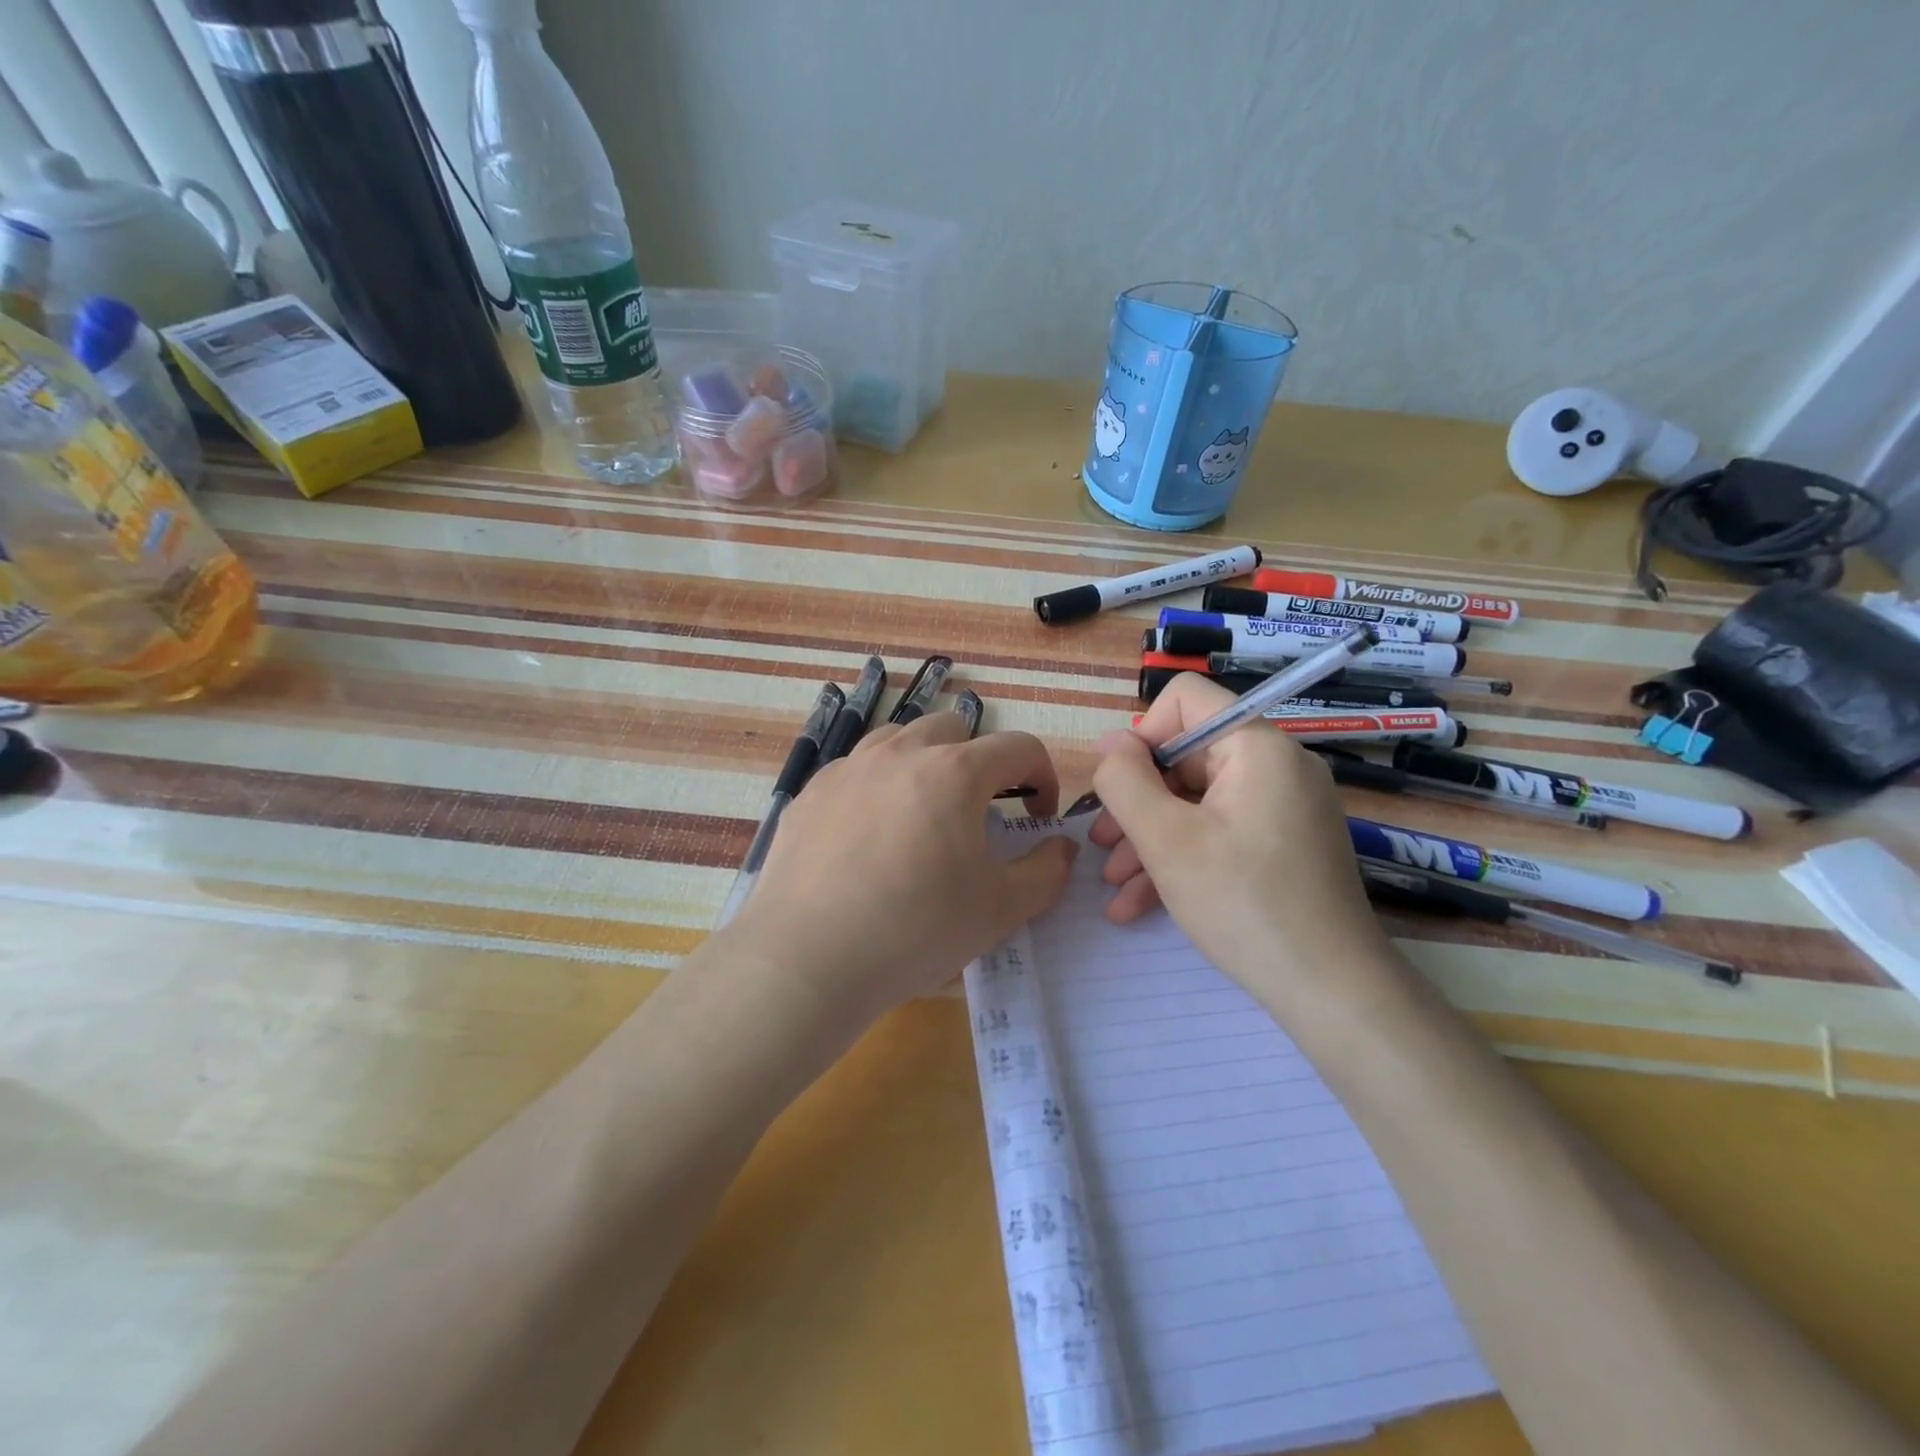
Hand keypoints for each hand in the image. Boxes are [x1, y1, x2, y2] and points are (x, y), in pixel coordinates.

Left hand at [726, 711, 1077, 1030]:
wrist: (807, 958)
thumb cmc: (916, 930)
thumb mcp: (1000, 910)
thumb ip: (1046, 872)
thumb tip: (1061, 848)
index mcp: (955, 772)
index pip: (1018, 747)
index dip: (1042, 776)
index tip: (1038, 816)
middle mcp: (900, 754)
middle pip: (954, 729)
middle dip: (980, 761)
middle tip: (980, 811)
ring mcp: (848, 768)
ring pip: (899, 739)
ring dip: (924, 763)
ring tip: (923, 813)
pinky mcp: (810, 793)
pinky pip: (855, 770)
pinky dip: (876, 787)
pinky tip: (868, 836)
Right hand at [1088, 674, 1404, 1021]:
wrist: (1332, 993)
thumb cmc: (1244, 904)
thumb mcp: (1166, 840)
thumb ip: (1125, 782)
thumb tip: (1109, 743)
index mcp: (1257, 747)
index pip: (1186, 700)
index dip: (1141, 736)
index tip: (1120, 789)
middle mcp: (1276, 767)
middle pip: (1186, 757)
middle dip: (1137, 802)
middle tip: (1102, 846)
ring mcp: (1283, 808)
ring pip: (1197, 802)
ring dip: (1149, 838)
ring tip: (1114, 883)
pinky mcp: (1283, 845)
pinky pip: (1220, 833)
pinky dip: (1182, 858)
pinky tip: (1139, 903)